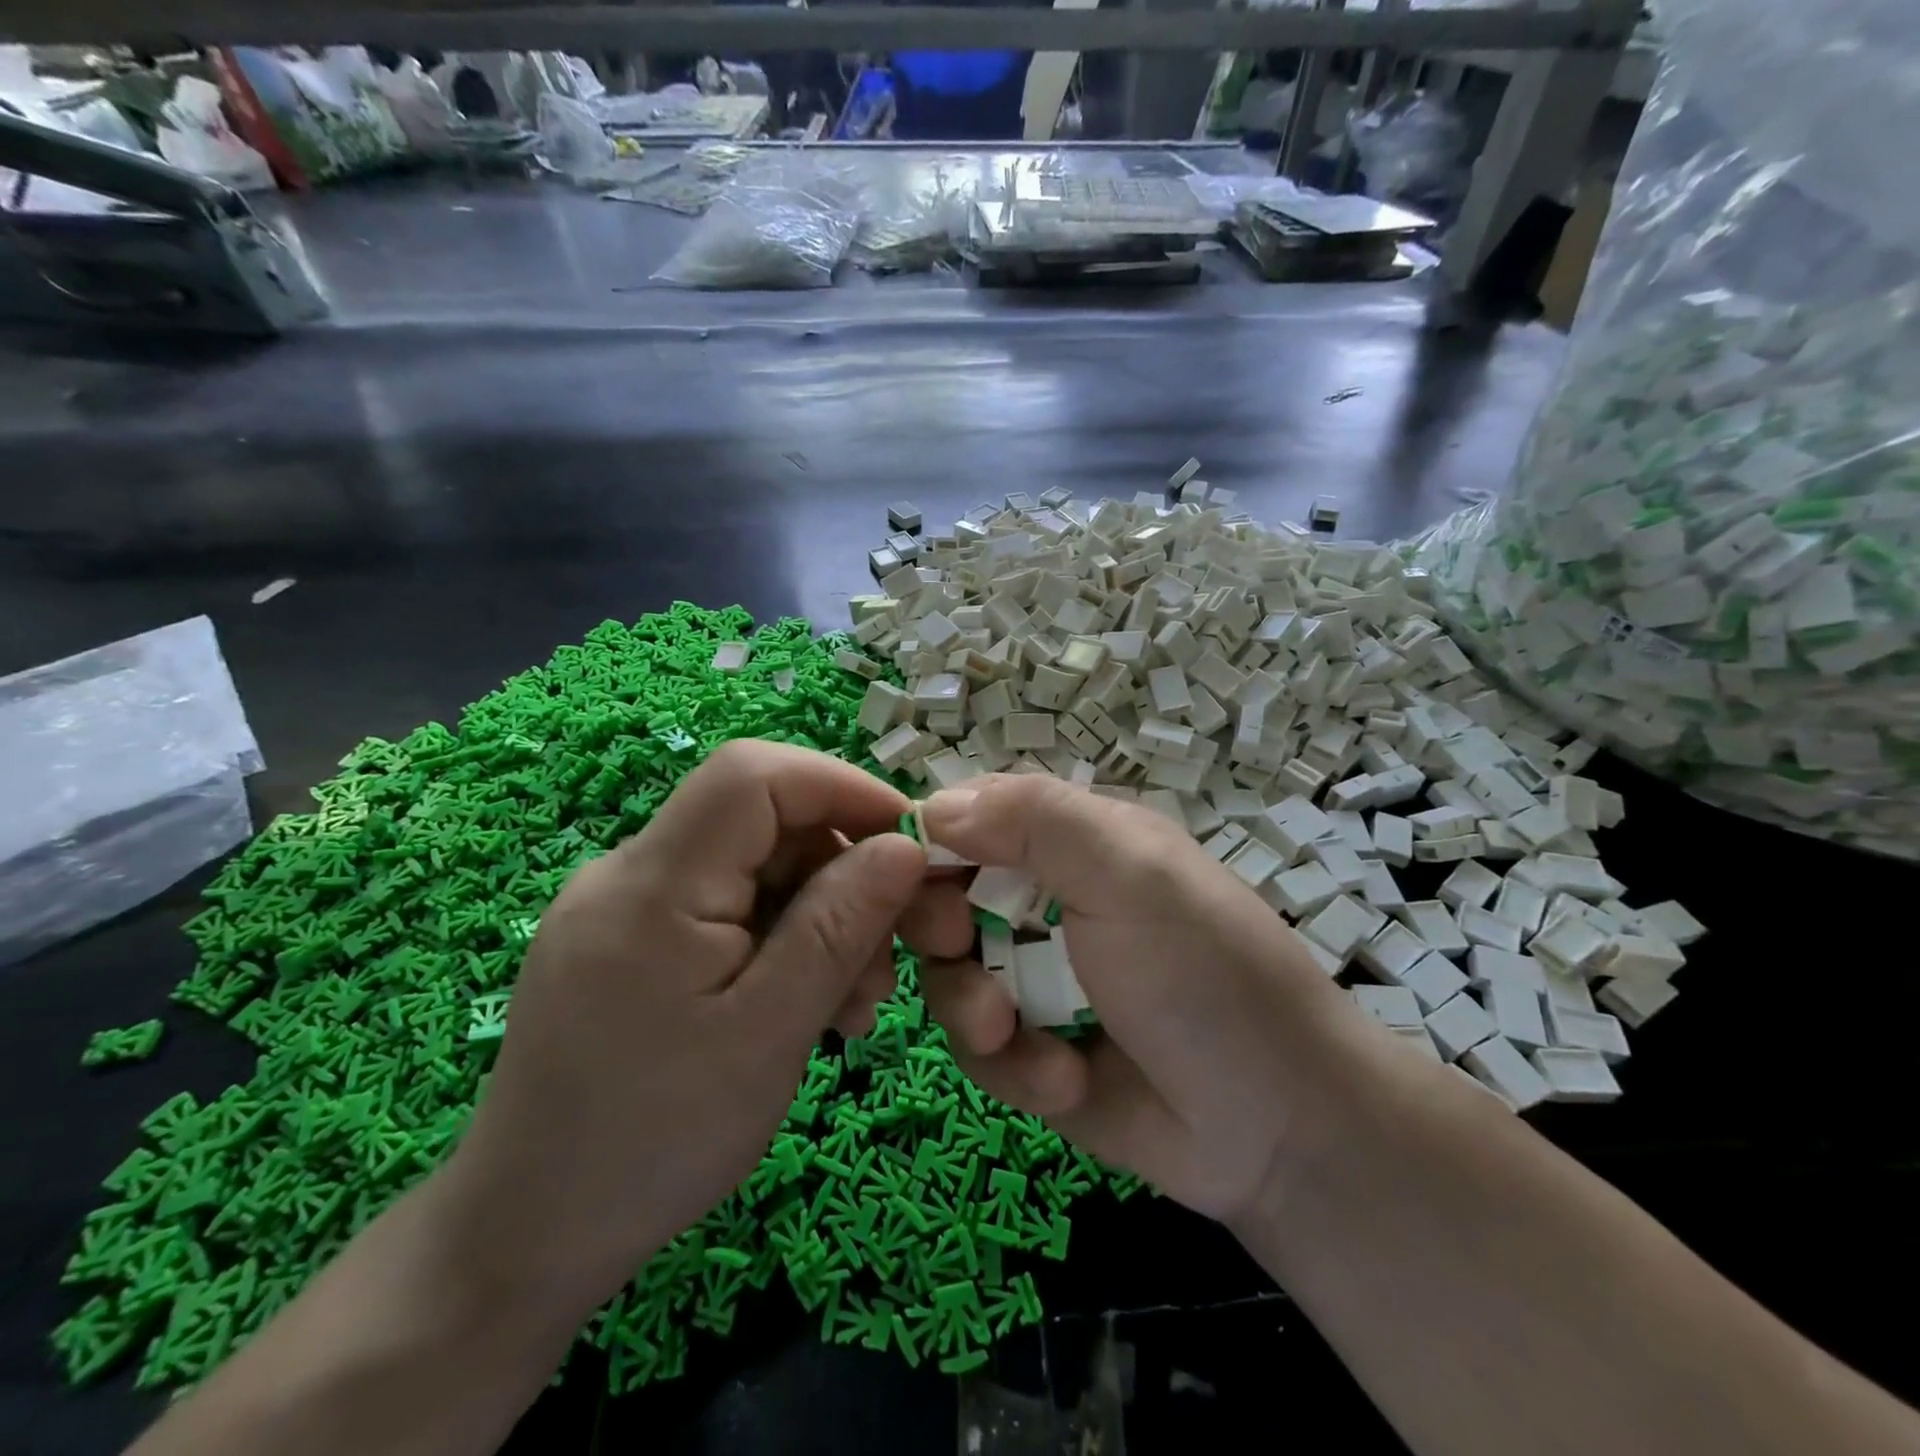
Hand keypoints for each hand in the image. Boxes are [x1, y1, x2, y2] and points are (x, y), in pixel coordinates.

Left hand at [444, 740, 923, 1315]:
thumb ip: (839, 925)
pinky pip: (724, 907)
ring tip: (854, 1001)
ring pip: (752, 867)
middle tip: (890, 951)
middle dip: (840, 868)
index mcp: (652, 884)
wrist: (528, 1236)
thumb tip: (904, 845)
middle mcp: (628, 873)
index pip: (752, 775)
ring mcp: (625, 907)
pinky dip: (780, 939)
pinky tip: (805, 1003)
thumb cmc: (656, 1140)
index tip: (908, 841)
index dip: (840, 786)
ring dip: (818, 914)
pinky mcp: (630, 941)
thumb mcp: (770, 1032)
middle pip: (760, 821)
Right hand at [903, 775, 1369, 1225]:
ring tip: (1012, 1035)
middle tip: (959, 948)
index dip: (931, 840)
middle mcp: (1045, 902)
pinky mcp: (1031, 1053)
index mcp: (1071, 842)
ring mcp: (1035, 979)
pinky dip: (1011, 1066)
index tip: (907, 873)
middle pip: (943, 895)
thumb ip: (1035, 821)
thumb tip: (933, 807)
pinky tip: (1064, 1082)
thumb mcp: (1130, 873)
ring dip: (972, 1008)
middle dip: (939, 927)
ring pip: (949, 974)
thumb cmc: (1204, 972)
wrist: (1277, 1127)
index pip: (973, 816)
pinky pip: (977, 1047)